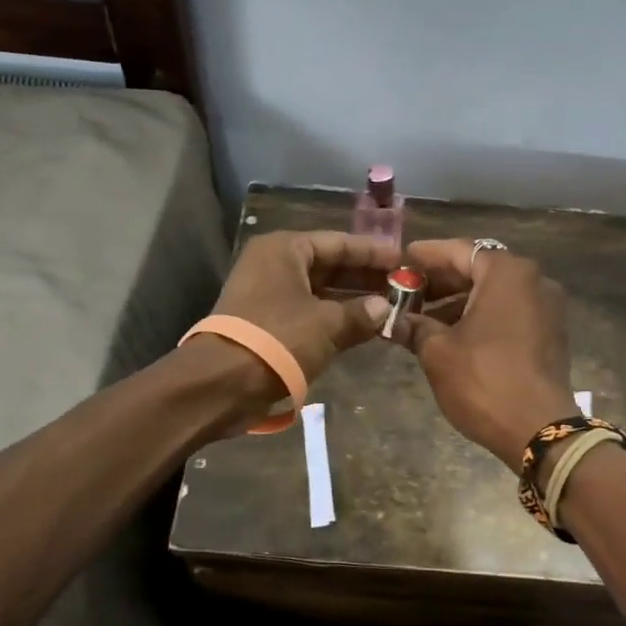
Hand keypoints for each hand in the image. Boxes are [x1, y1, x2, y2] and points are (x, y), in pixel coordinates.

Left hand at [210, 230, 399, 387]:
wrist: (222, 383)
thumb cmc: (278, 339)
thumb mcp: (327, 324)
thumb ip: (361, 313)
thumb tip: (385, 308)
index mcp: (285, 249)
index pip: (338, 242)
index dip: (373, 252)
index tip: (404, 260)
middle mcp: (274, 264)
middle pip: (329, 265)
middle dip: (365, 277)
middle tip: (402, 286)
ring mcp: (268, 294)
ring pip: (320, 291)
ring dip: (352, 300)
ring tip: (390, 308)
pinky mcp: (266, 323)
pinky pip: (309, 312)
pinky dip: (334, 318)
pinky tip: (364, 328)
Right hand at [386, 240, 578, 469]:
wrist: (539, 430)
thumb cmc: (483, 380)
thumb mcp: (437, 351)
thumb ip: (414, 325)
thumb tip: (394, 319)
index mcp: (507, 273)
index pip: (459, 251)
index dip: (426, 256)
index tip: (400, 261)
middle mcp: (533, 280)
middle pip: (479, 269)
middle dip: (442, 281)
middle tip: (407, 291)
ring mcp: (547, 307)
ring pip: (494, 293)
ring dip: (459, 302)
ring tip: (422, 319)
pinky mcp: (550, 333)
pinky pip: (510, 312)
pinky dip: (481, 316)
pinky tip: (452, 335)